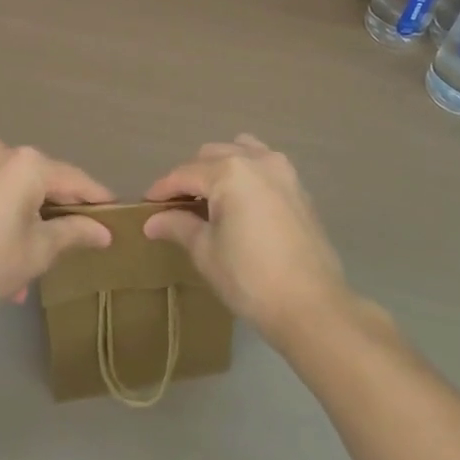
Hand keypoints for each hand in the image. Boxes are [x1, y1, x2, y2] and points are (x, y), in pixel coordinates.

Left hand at [0, 137, 113, 311]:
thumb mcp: (39, 250)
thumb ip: (75, 232)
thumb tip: (104, 231)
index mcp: (27, 162)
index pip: (74, 179)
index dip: (96, 198)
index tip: (114, 213)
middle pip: (41, 180)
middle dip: (54, 214)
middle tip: (70, 243)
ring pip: (12, 188)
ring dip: (24, 219)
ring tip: (27, 263)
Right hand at [144, 135, 350, 346]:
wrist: (312, 307)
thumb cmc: (251, 279)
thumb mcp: (206, 252)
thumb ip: (179, 226)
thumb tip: (152, 221)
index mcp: (229, 171)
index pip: (185, 173)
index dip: (162, 189)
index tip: (146, 204)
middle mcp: (256, 159)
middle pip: (212, 156)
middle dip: (191, 177)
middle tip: (176, 206)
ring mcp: (282, 170)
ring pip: (241, 152)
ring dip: (220, 167)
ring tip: (209, 198)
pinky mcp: (299, 187)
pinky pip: (264, 165)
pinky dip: (246, 173)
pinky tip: (240, 201)